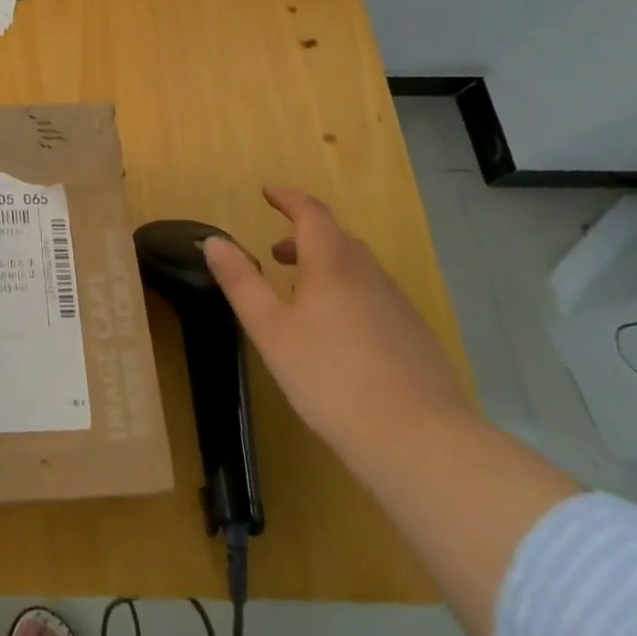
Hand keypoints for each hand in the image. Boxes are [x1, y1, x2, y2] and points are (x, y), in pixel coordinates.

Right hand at [202, 186, 467, 457]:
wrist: (422, 443)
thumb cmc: (332, 378)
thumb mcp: (270, 329)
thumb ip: (241, 281)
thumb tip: (214, 240)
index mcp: (332, 264)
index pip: (311, 213)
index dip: (288, 198)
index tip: (268, 192)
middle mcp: (369, 274)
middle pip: (336, 238)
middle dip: (303, 236)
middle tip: (274, 253)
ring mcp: (398, 306)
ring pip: (357, 269)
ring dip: (325, 266)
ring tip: (300, 295)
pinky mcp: (415, 337)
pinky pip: (374, 296)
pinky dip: (348, 293)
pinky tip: (338, 334)